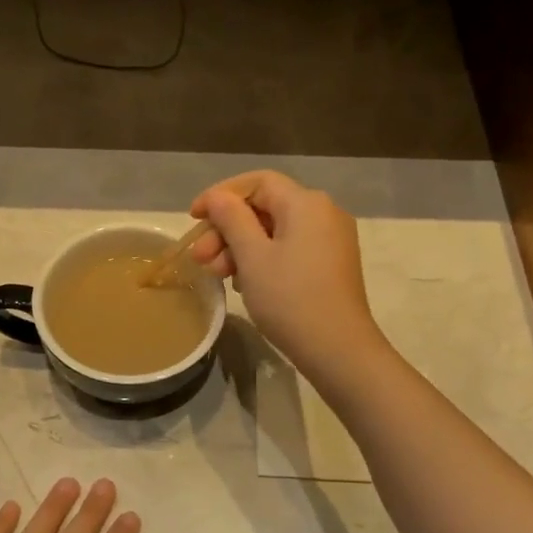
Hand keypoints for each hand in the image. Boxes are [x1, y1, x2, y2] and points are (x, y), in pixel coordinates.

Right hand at [189, 171, 385, 381]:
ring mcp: (330, 239)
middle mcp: (323, 212)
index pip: (257, 182)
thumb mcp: (252, 257)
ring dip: (240, 247)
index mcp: (306, 203)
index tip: (194, 218)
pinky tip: (244, 283)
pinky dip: (262, 259)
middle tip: (200, 259)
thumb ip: (231, 219)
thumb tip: (216, 197)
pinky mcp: (331, 264)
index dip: (221, 195)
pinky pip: (289, 248)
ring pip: (274, 231)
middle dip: (227, 229)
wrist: (338, 350)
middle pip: (264, 207)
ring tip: (218, 275)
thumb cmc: (290, 299)